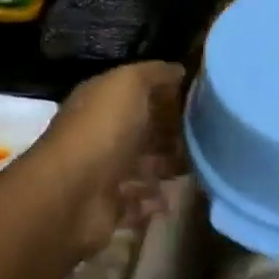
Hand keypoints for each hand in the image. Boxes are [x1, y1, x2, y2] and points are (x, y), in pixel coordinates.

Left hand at [29, 61, 186, 258]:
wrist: (72, 194)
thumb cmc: (102, 131)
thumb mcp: (128, 84)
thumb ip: (153, 73)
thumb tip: (178, 70)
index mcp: (101, 101)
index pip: (136, 93)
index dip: (165, 95)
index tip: (199, 101)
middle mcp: (100, 134)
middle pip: (141, 131)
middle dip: (171, 134)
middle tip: (206, 138)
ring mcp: (102, 172)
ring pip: (141, 167)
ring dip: (166, 168)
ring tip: (196, 169)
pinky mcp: (107, 208)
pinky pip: (137, 203)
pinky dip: (153, 202)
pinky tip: (170, 199)